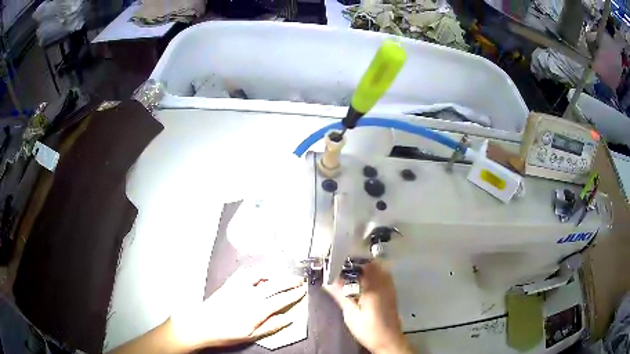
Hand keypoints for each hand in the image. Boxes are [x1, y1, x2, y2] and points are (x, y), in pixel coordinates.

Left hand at [171, 267, 305, 349]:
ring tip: (282, 273)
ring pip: (260, 274)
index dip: (294, 294)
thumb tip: (288, 319)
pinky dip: (255, 270)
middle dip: (289, 281)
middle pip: (274, 285)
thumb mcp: (251, 336)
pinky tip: (259, 272)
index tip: (303, 290)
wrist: (201, 324)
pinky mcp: (229, 283)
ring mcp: (239, 287)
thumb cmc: (226, 333)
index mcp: (257, 309)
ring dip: (274, 272)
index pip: (281, 299)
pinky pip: (245, 273)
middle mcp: (250, 295)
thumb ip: (271, 326)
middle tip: (299, 280)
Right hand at [325, 262, 411, 353]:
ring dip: (364, 269)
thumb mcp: (351, 315)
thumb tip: (328, 281)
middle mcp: (384, 284)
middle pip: (372, 264)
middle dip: (356, 264)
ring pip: (378, 269)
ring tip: (349, 276)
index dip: (349, 261)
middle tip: (341, 269)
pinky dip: (372, 275)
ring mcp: (390, 288)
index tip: (336, 262)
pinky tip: (361, 285)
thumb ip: (341, 295)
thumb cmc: (369, 329)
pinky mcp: (391, 293)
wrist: (388, 341)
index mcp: (374, 287)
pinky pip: (382, 276)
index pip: (363, 265)